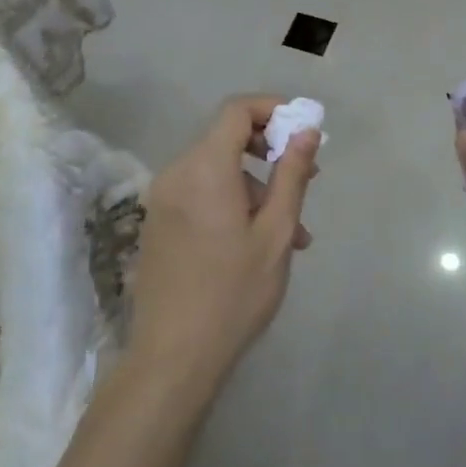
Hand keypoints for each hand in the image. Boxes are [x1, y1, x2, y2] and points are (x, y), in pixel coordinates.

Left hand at [129, 96, 321, 396]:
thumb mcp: (275, 233)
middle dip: (270, 152)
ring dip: (256, 187)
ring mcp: (162, 199)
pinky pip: (201, 193)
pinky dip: (231, 201)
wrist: (173, 357)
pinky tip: (258, 242)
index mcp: (204, 168)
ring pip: (217, 171)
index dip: (272, 109)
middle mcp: (176, 173)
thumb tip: (306, 131)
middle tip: (307, 178)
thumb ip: (291, 175)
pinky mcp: (158, 222)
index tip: (303, 129)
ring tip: (292, 232)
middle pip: (226, 138)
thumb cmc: (234, 293)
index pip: (236, 110)